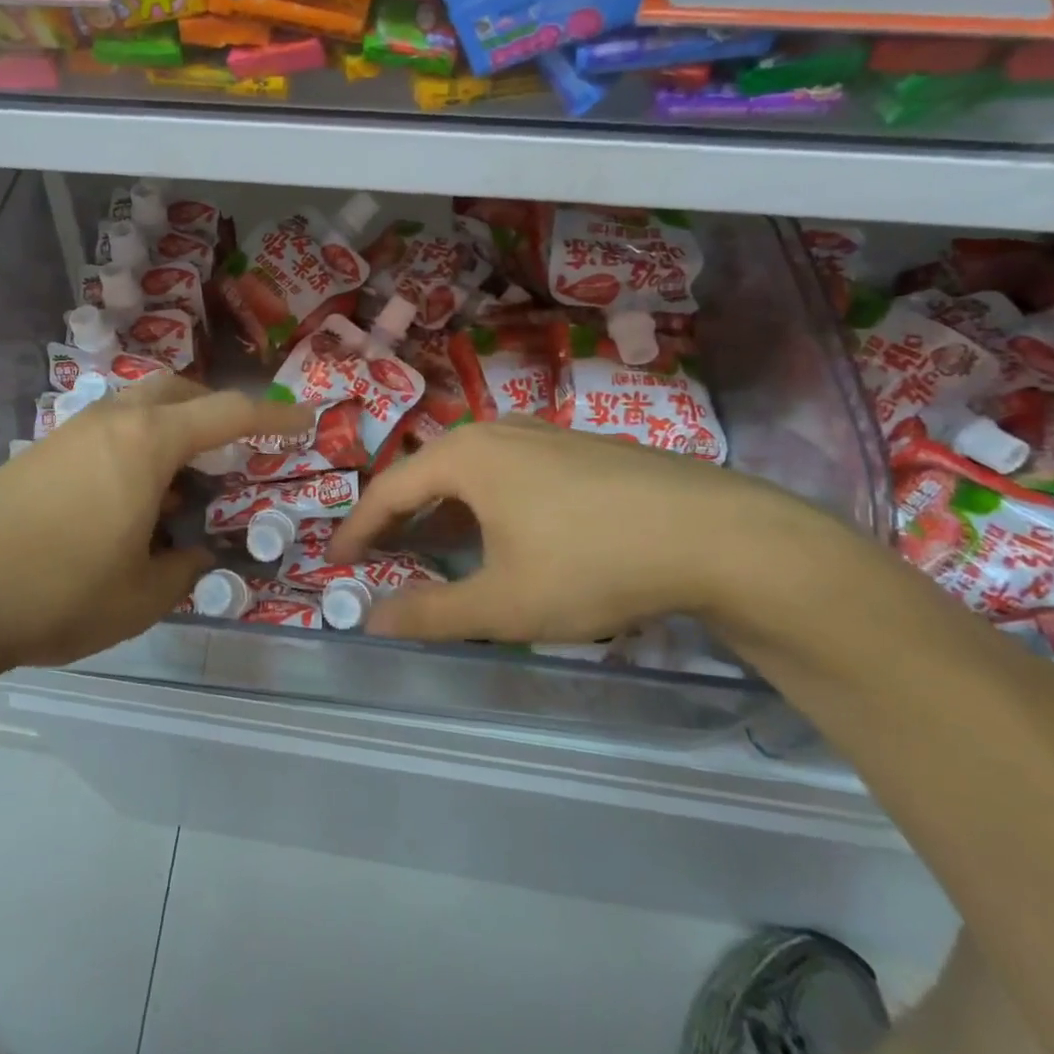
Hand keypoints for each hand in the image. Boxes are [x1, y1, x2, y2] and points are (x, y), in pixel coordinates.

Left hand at [0, 376, 314, 701]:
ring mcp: (69, 432)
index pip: (227, 413)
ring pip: (137, 408)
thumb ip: (184, 569)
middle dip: (213, 410)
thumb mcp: (141, 595)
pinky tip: (125, 504)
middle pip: (177, 390)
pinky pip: (106, 432)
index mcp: (148, 442)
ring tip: (177, 489)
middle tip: (232, 452)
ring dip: (170, 431)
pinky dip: (134, 450)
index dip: (273, 417)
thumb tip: (194, 555)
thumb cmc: (57, 591)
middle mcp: (112, 420)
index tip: (305, 419)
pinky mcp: (39, 453)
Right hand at [328, 418, 854, 645]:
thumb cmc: (591, 564)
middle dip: (400, 518)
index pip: (389, 490)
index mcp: (465, 456)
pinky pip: (511, 472)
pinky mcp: (581, 448)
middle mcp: (497, 431)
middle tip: (380, 554)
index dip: (358, 528)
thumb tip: (371, 621)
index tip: (335, 559)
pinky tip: (507, 533)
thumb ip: (430, 614)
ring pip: (473, 472)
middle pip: (428, 473)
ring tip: (437, 546)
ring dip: (445, 510)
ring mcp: (544, 434)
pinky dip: (487, 503)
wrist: (717, 536)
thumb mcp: (502, 603)